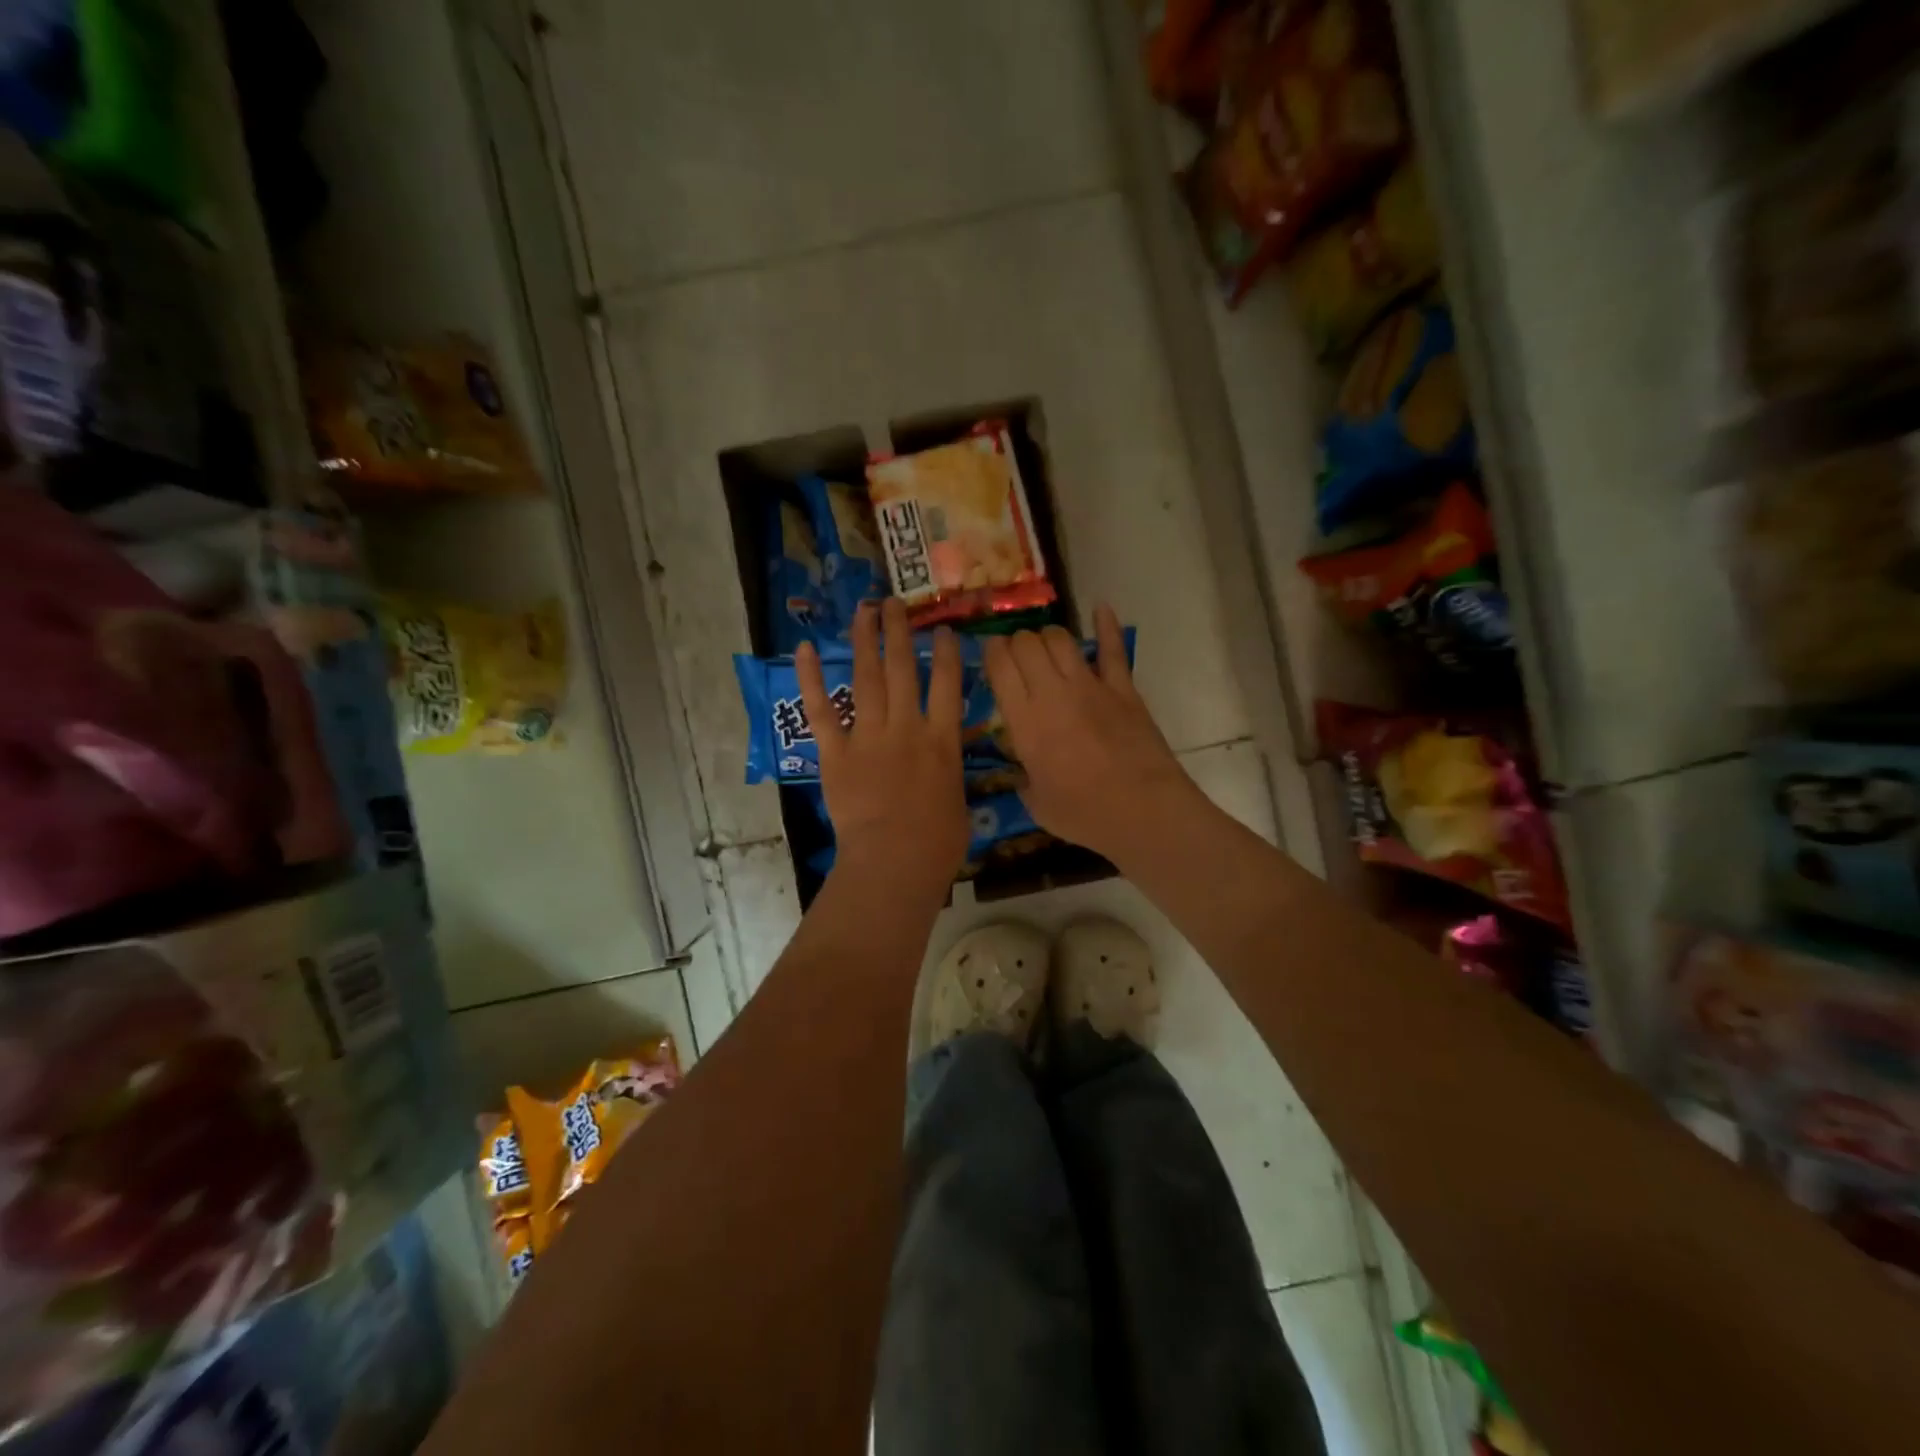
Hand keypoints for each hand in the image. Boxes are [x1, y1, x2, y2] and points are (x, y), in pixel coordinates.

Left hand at [797, 599, 968, 894]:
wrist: (894, 861)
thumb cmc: (937, 844)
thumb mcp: (958, 802)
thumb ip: (949, 772)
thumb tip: (945, 764)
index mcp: (942, 741)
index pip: (948, 684)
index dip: (947, 652)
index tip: (943, 629)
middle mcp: (907, 727)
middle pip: (903, 668)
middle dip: (900, 631)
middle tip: (894, 603)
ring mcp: (869, 736)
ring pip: (867, 677)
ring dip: (865, 640)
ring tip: (865, 609)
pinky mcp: (836, 752)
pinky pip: (822, 710)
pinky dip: (812, 678)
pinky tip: (806, 648)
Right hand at [983, 605, 1199, 863]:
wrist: (1143, 811)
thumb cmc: (1084, 814)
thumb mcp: (1037, 804)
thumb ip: (1025, 780)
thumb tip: (1024, 773)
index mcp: (1025, 721)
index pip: (999, 665)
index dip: (990, 652)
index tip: (988, 655)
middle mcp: (1052, 693)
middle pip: (1027, 643)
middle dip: (1016, 643)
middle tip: (1016, 658)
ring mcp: (1091, 686)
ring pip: (1061, 639)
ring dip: (1047, 638)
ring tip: (1046, 649)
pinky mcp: (1124, 689)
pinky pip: (1113, 649)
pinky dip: (1107, 626)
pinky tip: (1102, 608)